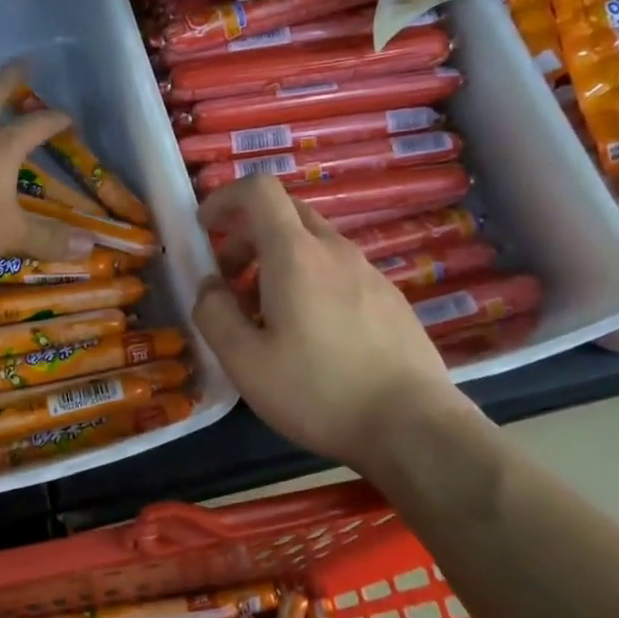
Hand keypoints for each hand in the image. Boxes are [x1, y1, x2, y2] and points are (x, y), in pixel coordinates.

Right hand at [192, 176, 456, 467]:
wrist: (414, 427)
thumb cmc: (318, 391)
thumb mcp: (244, 362)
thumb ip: (214, 314)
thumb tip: (209, 286)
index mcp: (295, 254)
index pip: (259, 190)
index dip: (224, 198)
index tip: (205, 229)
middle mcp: (334, 250)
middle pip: (284, 212)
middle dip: (246, 233)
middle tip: (228, 277)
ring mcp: (368, 271)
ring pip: (312, 243)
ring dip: (276, 259)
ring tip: (264, 312)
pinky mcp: (389, 297)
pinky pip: (337, 269)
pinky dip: (308, 278)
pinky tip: (309, 332)